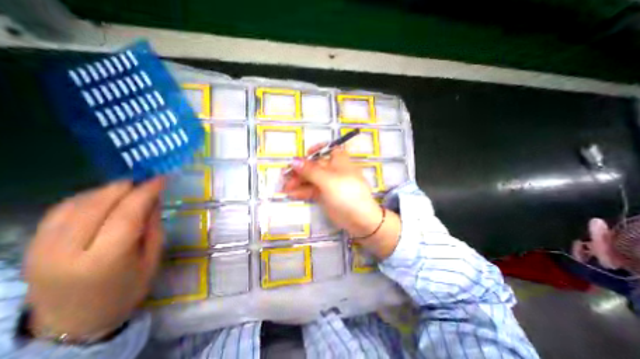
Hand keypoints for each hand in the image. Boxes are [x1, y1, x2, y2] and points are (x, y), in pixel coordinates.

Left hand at [24, 179, 164, 339]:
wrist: (74, 323)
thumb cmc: (126, 290)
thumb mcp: (151, 259)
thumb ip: (152, 227)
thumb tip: (153, 200)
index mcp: (105, 258)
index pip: (127, 213)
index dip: (146, 191)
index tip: (161, 178)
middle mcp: (68, 251)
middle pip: (98, 204)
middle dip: (126, 187)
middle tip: (147, 181)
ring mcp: (42, 249)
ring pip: (76, 204)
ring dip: (107, 191)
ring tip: (129, 189)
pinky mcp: (31, 247)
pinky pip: (59, 211)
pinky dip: (86, 198)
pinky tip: (103, 198)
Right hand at [284, 143, 397, 257]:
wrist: (359, 219)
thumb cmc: (347, 194)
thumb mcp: (328, 180)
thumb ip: (310, 170)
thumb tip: (293, 160)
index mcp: (339, 161)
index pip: (329, 149)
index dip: (317, 149)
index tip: (305, 154)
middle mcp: (334, 170)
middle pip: (314, 166)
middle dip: (300, 170)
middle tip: (285, 178)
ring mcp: (329, 183)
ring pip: (311, 179)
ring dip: (298, 182)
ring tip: (285, 188)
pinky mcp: (325, 195)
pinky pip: (311, 190)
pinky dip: (302, 192)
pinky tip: (291, 194)